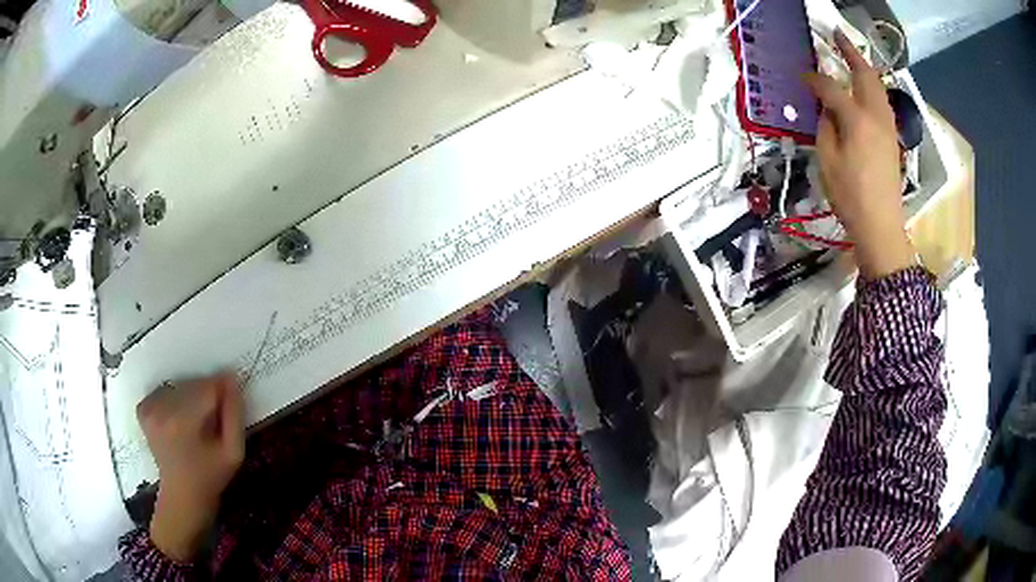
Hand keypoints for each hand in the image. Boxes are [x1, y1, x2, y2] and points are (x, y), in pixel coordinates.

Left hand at [138, 373, 244, 562]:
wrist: (182, 496)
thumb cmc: (211, 477)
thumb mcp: (234, 452)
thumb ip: (234, 416)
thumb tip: (231, 379)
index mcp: (184, 422)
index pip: (208, 387)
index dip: (223, 391)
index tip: (230, 402)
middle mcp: (162, 410)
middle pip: (192, 384)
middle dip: (207, 394)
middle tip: (214, 419)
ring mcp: (149, 410)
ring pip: (179, 386)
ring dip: (191, 396)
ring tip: (197, 421)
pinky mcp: (143, 410)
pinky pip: (163, 391)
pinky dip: (173, 398)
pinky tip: (178, 418)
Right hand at [804, 29, 915, 278]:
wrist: (881, 225)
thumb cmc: (850, 196)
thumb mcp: (827, 161)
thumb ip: (825, 127)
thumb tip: (825, 109)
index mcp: (856, 120)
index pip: (831, 88)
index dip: (814, 79)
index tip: (802, 76)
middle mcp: (875, 116)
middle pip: (865, 75)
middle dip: (850, 52)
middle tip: (837, 35)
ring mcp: (887, 126)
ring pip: (878, 87)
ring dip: (865, 68)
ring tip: (852, 56)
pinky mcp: (892, 138)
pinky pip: (883, 102)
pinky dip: (872, 87)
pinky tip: (865, 89)